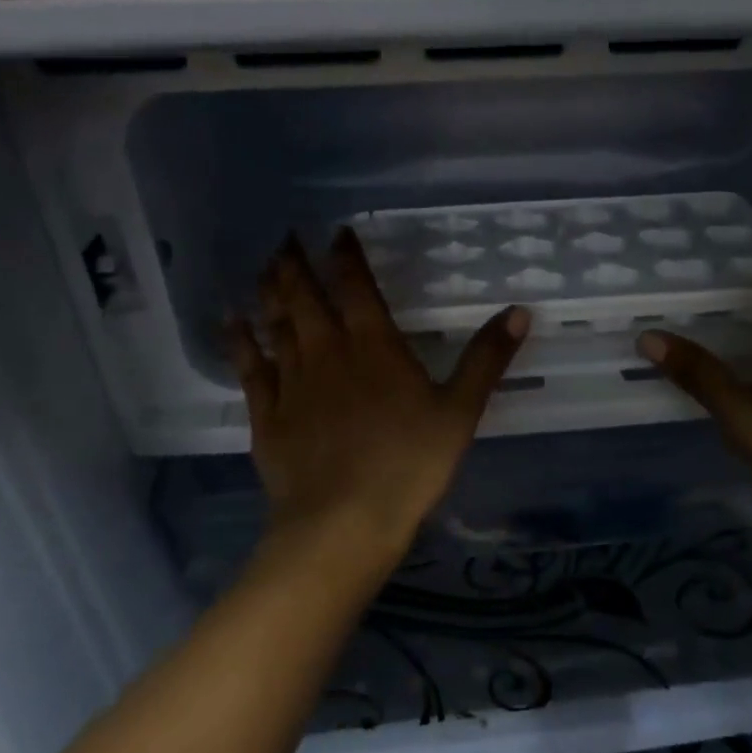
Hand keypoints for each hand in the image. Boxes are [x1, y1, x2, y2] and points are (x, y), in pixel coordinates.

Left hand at [228, 230, 528, 580]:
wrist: (343, 521)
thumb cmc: (409, 465)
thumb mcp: (460, 412)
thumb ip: (486, 360)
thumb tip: (519, 311)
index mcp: (374, 346)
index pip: (356, 286)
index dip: (346, 255)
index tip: (337, 231)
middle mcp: (327, 351)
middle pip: (305, 296)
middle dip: (295, 263)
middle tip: (285, 236)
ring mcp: (292, 382)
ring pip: (276, 324)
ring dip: (269, 292)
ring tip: (263, 266)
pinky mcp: (267, 413)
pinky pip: (249, 366)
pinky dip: (239, 339)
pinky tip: (231, 320)